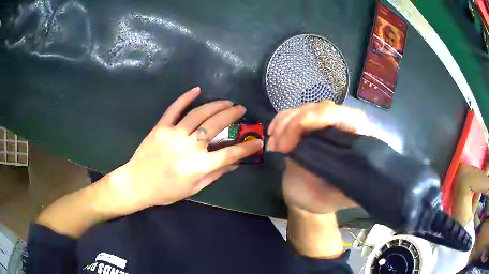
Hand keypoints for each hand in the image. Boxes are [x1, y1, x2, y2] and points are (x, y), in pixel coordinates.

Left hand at [108, 87, 262, 214]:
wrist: (137, 183)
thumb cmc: (167, 191)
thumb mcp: (194, 188)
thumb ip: (215, 174)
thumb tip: (235, 164)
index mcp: (198, 166)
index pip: (229, 154)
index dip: (246, 148)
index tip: (258, 142)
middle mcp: (188, 147)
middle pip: (215, 126)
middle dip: (232, 115)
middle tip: (241, 109)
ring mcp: (173, 134)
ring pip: (198, 114)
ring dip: (215, 105)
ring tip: (226, 101)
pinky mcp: (161, 127)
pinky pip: (174, 109)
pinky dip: (186, 98)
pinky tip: (197, 90)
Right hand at [268, 102, 367, 213]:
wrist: (305, 198)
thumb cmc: (325, 199)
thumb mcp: (340, 195)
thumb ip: (351, 182)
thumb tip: (360, 168)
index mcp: (357, 141)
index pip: (349, 116)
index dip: (324, 117)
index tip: (300, 132)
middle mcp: (343, 127)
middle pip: (321, 109)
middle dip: (296, 123)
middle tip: (281, 147)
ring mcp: (323, 124)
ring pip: (304, 108)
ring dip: (284, 123)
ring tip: (274, 146)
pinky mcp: (306, 125)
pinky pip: (292, 113)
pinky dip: (279, 121)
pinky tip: (272, 135)